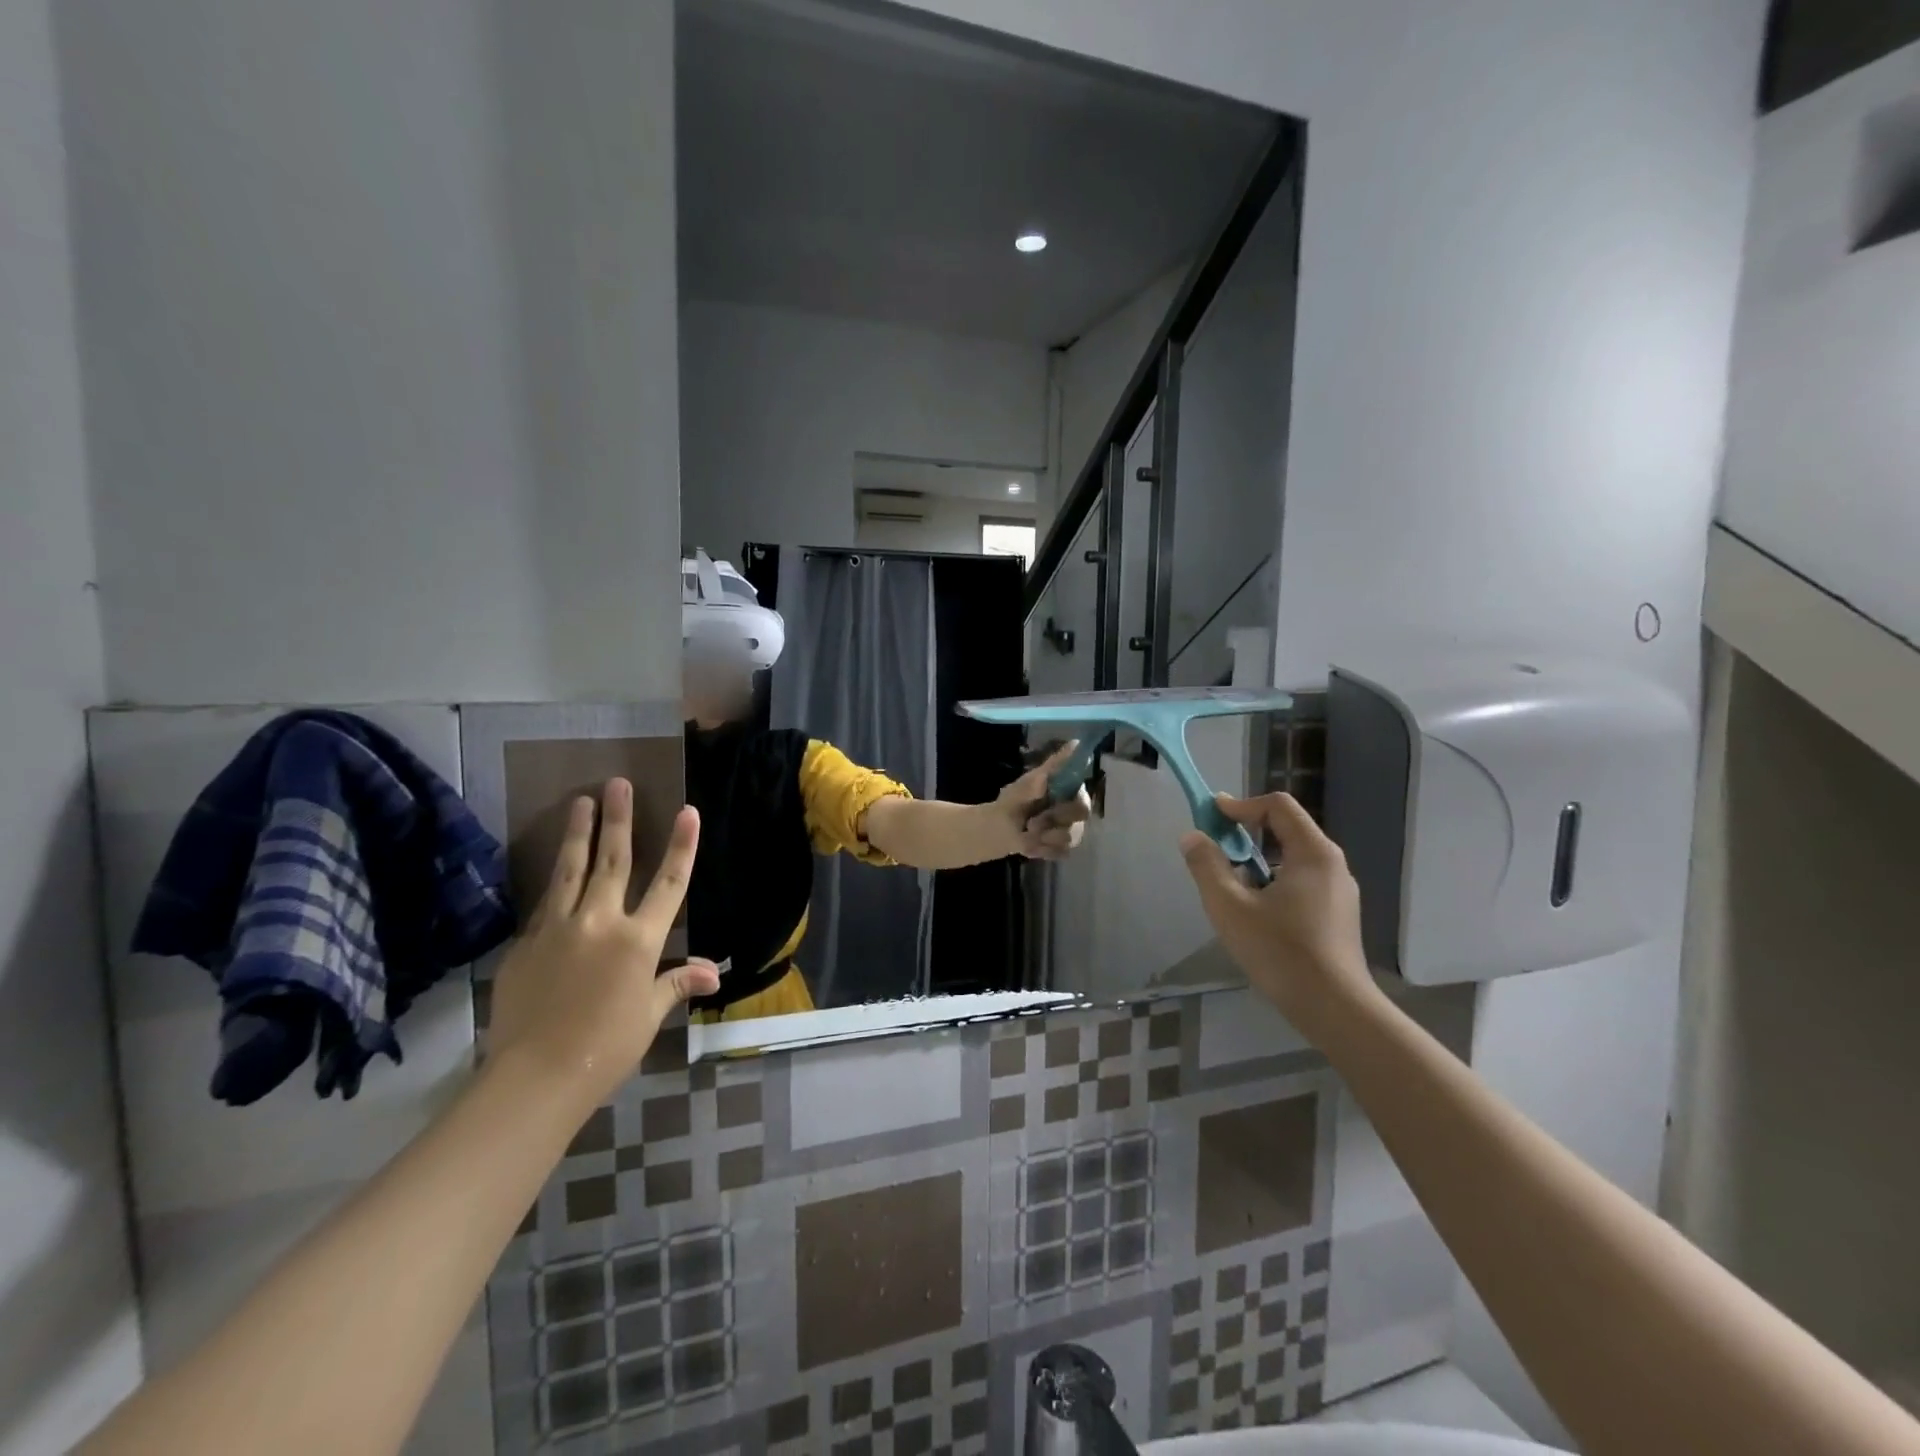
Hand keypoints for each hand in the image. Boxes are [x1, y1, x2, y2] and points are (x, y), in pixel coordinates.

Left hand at [486, 779, 720, 1105]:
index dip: (681, 846)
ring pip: (570, 870)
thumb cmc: (607, 1047)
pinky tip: (556, 868)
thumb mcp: (648, 1014)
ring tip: (580, 801)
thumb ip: (676, 983)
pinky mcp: (525, 944)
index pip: (668, 883)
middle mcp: (599, 922)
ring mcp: (558, 929)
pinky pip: (545, 904)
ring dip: (578, 833)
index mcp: (638, 940)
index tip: (687, 811)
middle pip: (613, 861)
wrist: (535, 1077)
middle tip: (617, 783)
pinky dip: (555, 882)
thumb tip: (714, 972)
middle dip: (618, 819)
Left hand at [996, 740, 1092, 860]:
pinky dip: (1042, 849)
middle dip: (1053, 820)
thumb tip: (1074, 744)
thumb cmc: (1015, 800)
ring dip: (1045, 837)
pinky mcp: (1064, 848)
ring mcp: (1072, 830)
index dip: (1068, 806)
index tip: (1050, 806)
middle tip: (1031, 823)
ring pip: (1071, 837)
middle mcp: (1076, 810)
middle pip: (1080, 818)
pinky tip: (1029, 844)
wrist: (1000, 828)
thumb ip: (1052, 766)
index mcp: (1070, 791)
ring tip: (1027, 833)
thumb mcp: (1027, 782)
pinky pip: (1061, 852)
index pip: (1083, 798)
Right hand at [1179, 792, 1377, 1029]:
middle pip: (1286, 829)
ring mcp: (1338, 892)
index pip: (1278, 806)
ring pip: (1292, 859)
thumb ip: (1207, 866)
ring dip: (1257, 860)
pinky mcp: (1337, 915)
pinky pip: (1301, 881)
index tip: (1210, 817)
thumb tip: (1192, 837)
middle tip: (1215, 849)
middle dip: (1246, 833)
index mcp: (1313, 853)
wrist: (1335, 1009)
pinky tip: (1255, 913)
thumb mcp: (1230, 906)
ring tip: (1230, 886)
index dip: (1241, 805)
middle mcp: (1332, 864)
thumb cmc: (1281, 951)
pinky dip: (1273, 882)